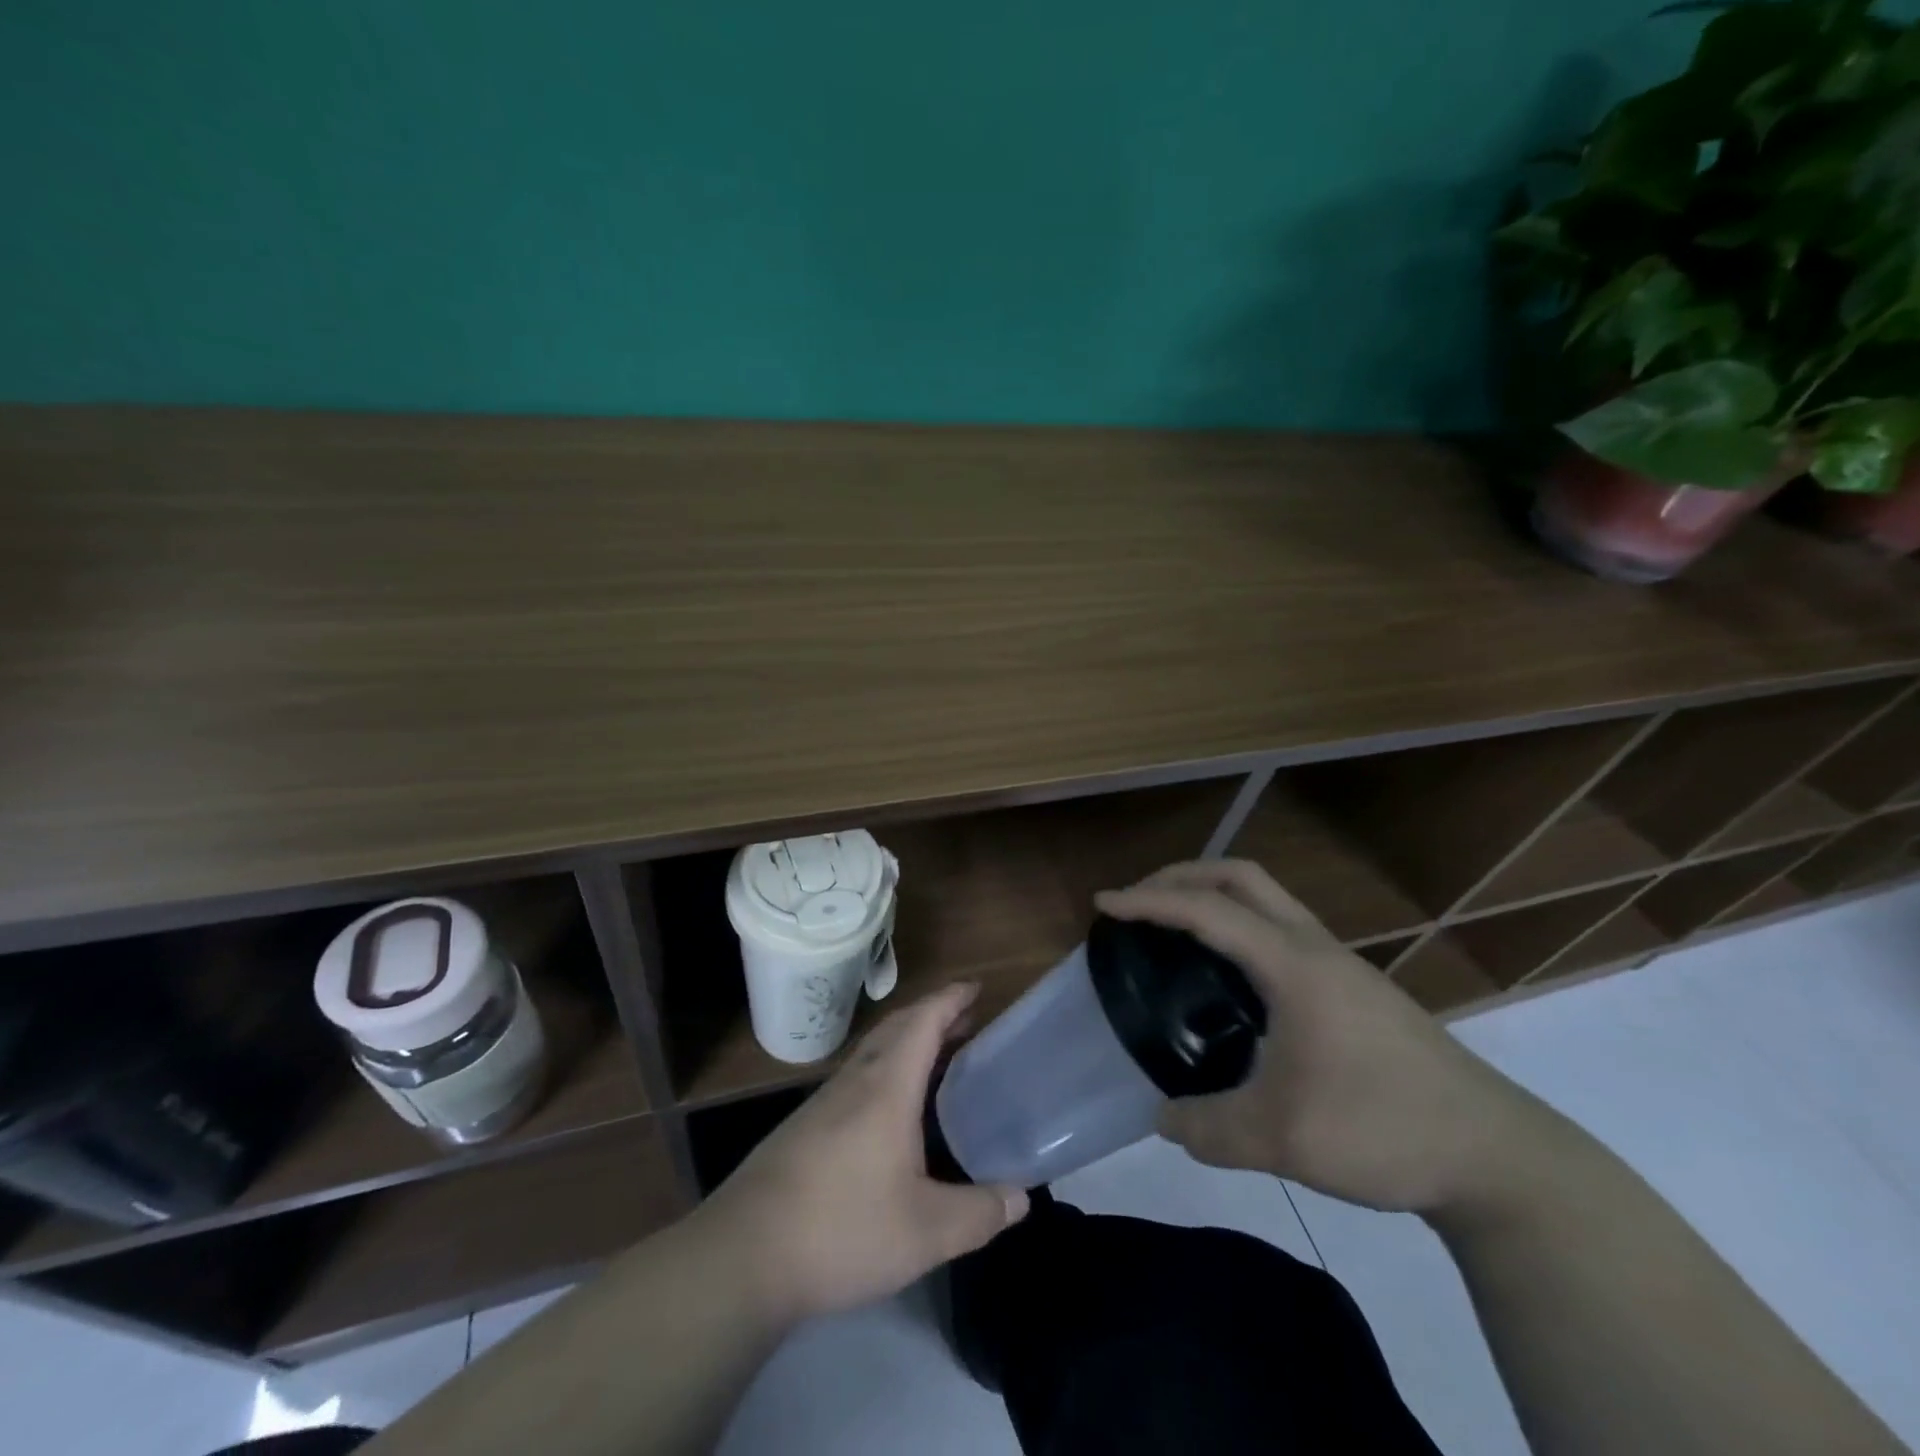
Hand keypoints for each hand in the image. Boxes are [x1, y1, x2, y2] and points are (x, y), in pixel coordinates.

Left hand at [693, 982, 1029, 1322]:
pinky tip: (893, 1110)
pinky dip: (887, 1069)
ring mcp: (824, 1102)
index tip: (977, 987)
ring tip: (939, 1059)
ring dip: (908, 1041)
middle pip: (898, 1027)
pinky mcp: (805, 1127)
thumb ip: (979, 1213)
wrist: (742, 1255)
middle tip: (968, 1020)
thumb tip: (1022, 1197)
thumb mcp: (926, 1232)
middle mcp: (855, 1081)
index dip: (951, 999)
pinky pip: (858, 1077)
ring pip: (874, 1052)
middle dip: (934, 1015)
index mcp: (887, 1087)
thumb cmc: (841, 1230)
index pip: (923, 1022)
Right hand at [1096, 860, 1556, 1215]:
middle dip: (1182, 875)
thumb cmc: (1384, 1128)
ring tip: (1175, 930)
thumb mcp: (1281, 1139)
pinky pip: (1281, 929)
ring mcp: (1340, 964)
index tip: (1103, 904)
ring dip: (1215, 896)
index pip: (1207, 910)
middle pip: (1241, 876)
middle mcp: (1314, 947)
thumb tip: (1164, 1119)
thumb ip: (1208, 1128)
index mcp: (1292, 964)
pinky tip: (1230, 979)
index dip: (1149, 902)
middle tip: (1139, 900)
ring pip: (1266, 898)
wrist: (1497, 1157)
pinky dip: (1240, 926)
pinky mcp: (1354, 988)